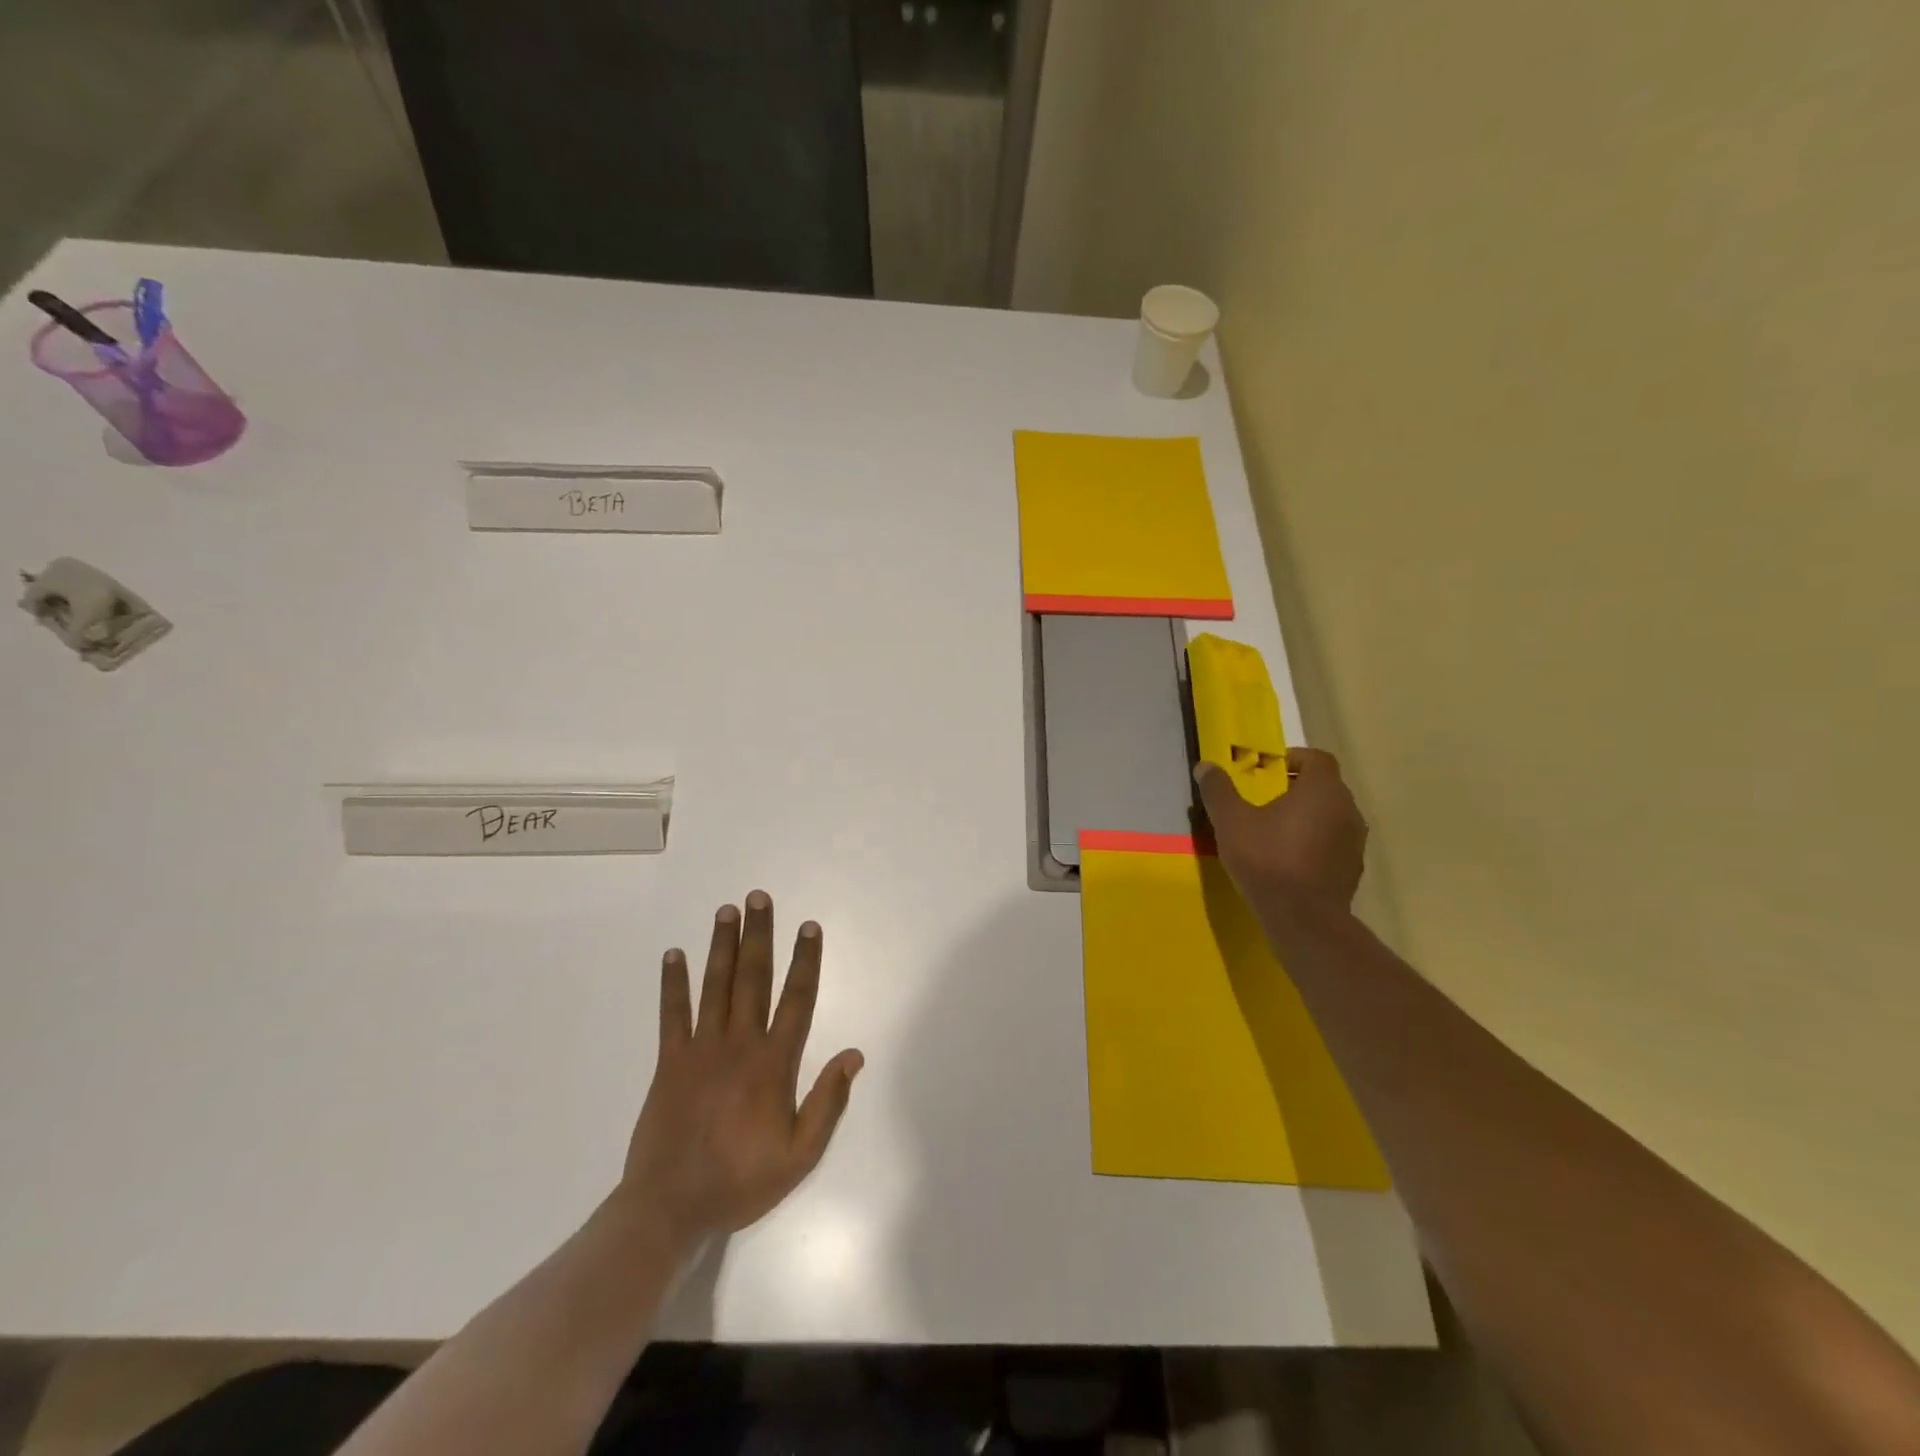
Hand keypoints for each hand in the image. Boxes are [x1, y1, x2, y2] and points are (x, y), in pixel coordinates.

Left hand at [619, 891, 862, 1244]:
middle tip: (759, 897)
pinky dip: (673, 983)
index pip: (796, 999)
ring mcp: (701, 1049)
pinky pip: (672, 1014)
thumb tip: (854, 1054)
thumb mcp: (799, 1155)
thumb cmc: (741, 1181)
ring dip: (722, 945)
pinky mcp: (670, 1061)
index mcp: (774, 1063)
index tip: (808, 926)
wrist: (670, 1208)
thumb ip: (828, 1102)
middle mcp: (739, 1044)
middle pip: (753, 978)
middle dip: (758, 935)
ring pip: (715, 986)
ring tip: (727, 910)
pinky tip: (673, 955)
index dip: (805, 960)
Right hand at [1197, 748, 1367, 912]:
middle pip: (1325, 786)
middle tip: (1265, 800)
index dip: (1294, 758)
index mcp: (1322, 789)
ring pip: (1331, 815)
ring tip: (1276, 831)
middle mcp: (1347, 808)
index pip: (1317, 758)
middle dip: (1297, 788)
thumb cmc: (1267, 859)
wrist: (1303, 918)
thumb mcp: (1231, 821)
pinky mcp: (1353, 868)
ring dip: (1307, 816)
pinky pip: (1334, 842)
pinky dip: (1315, 842)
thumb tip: (1205, 766)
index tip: (1269, 770)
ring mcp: (1355, 840)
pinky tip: (1290, 859)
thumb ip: (1219, 790)